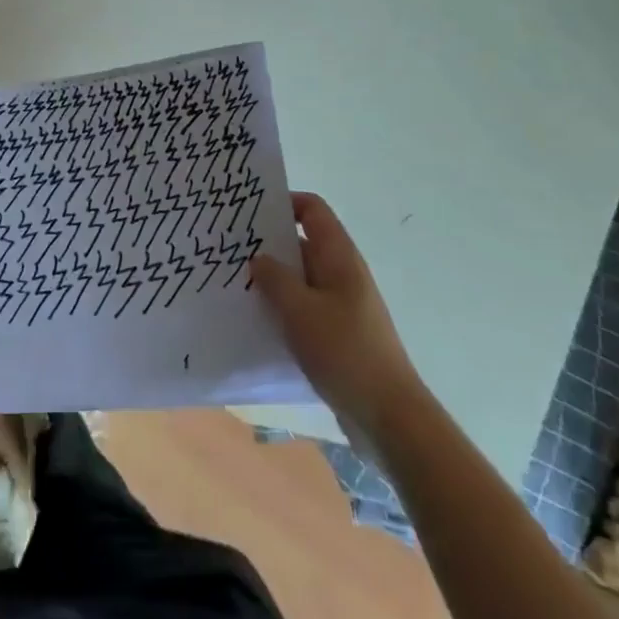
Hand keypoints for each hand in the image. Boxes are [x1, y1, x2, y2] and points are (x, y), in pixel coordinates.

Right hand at [251, 192, 419, 424]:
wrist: (389, 416)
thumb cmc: (345, 352)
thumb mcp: (300, 311)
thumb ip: (275, 279)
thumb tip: (259, 257)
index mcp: (339, 256)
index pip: (312, 209)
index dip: (283, 202)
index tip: (249, 212)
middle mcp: (342, 273)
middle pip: (303, 242)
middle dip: (268, 244)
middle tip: (229, 248)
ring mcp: (342, 304)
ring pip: (301, 278)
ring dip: (273, 279)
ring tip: (235, 283)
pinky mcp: (338, 333)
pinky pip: (305, 307)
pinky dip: (283, 308)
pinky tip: (256, 321)